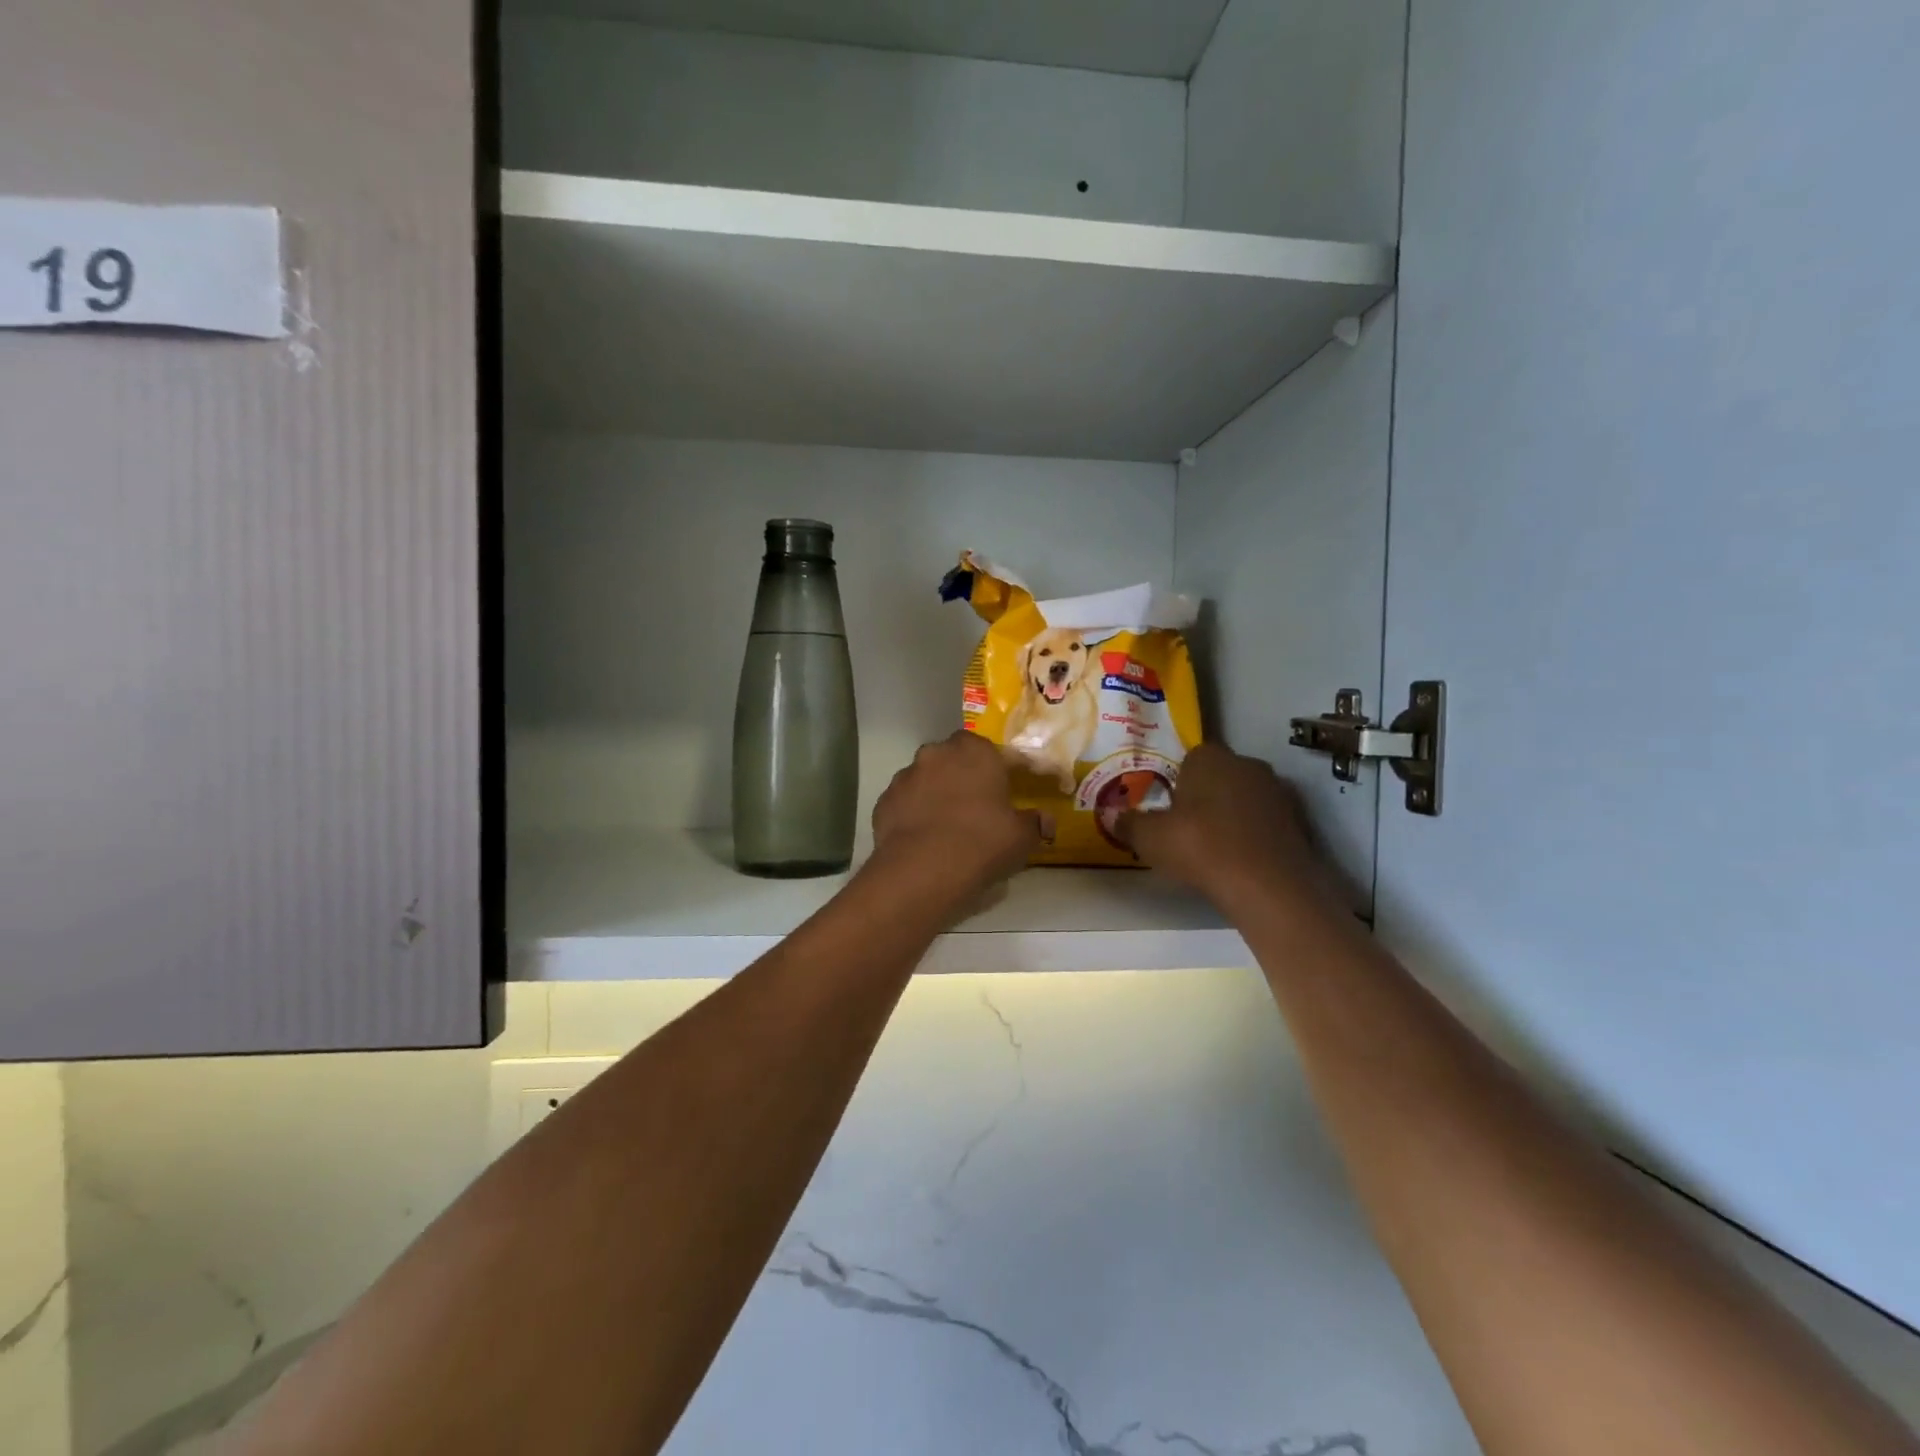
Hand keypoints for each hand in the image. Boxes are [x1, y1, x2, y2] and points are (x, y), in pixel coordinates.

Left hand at [869, 732, 1043, 902]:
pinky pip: (906, 802)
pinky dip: (914, 813)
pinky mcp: (884, 801)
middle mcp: (937, 753)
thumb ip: (1035, 823)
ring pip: (927, 778)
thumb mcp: (1021, 837)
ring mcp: (905, 776)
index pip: (997, 753)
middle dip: (966, 776)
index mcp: (975, 751)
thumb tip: (1045, 822)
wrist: (922, 870)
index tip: (1011, 791)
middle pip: (955, 759)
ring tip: (947, 824)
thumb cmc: (982, 843)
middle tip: (978, 806)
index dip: (1006, 771)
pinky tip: (923, 837)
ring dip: (937, 793)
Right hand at [1119, 744, 1334, 913]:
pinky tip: (1242, 859)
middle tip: (1188, 828)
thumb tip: (1109, 814)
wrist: (1269, 885)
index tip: (1169, 808)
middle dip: (1206, 795)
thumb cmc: (1201, 847)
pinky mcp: (1299, 819)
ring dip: (1232, 814)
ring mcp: (1277, 791)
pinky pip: (1266, 820)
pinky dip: (1254, 833)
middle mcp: (1247, 764)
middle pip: (1220, 775)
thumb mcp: (1151, 839)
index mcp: (1210, 757)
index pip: (1190, 757)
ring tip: (1215, 847)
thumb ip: (1129, 824)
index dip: (1178, 782)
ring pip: (1245, 797)